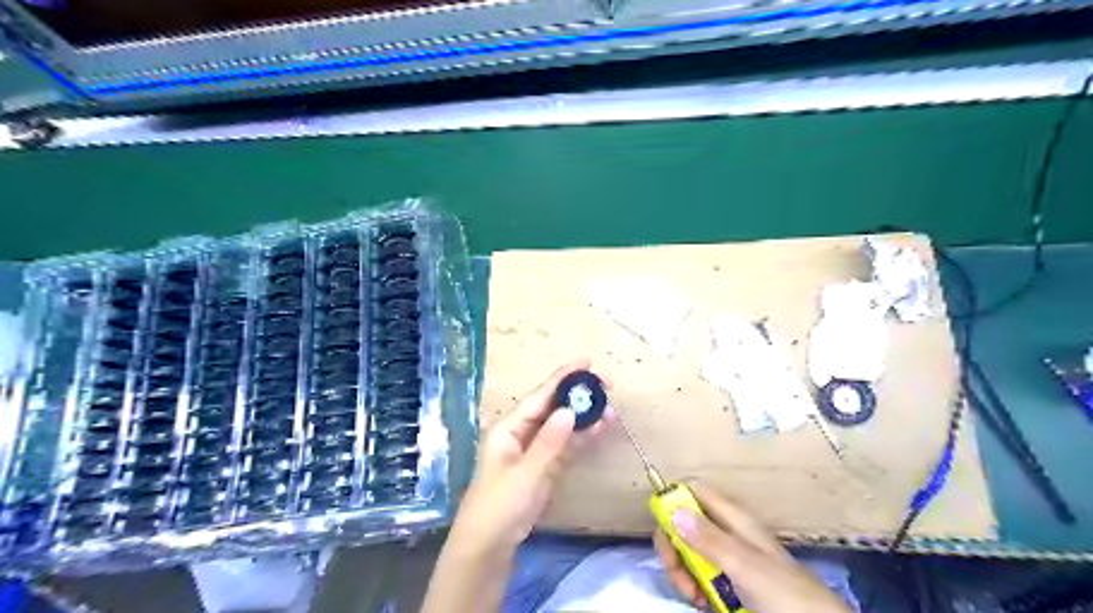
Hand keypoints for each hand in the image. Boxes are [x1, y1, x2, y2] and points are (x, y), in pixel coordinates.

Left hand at [447, 358, 611, 554]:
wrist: (489, 546)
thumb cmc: (499, 505)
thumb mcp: (524, 474)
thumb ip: (548, 443)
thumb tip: (569, 410)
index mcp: (509, 428)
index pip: (539, 396)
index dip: (563, 378)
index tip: (587, 363)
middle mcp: (521, 433)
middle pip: (553, 407)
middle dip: (578, 396)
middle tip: (608, 385)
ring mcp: (534, 450)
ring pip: (563, 426)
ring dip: (585, 417)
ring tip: (611, 408)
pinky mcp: (544, 467)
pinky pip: (566, 446)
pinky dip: (582, 438)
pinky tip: (600, 429)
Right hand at [651, 484, 848, 611]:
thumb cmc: (784, 593)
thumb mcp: (744, 565)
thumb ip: (709, 538)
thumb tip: (672, 509)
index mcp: (732, 518)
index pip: (693, 490)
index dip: (673, 501)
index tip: (664, 528)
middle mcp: (727, 532)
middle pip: (684, 522)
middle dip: (673, 546)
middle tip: (679, 575)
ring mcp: (728, 557)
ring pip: (688, 550)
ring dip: (683, 571)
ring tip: (695, 596)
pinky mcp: (729, 580)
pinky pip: (699, 574)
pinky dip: (694, 586)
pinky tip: (702, 602)